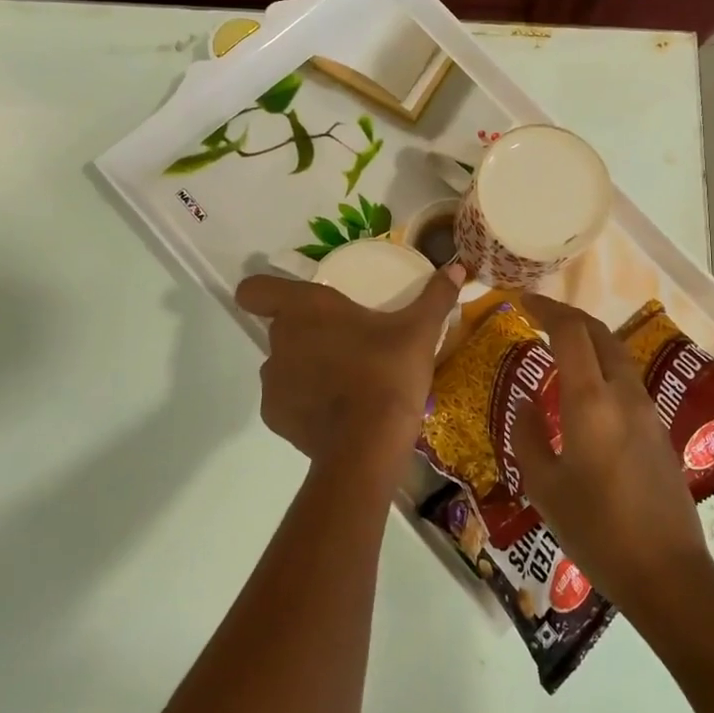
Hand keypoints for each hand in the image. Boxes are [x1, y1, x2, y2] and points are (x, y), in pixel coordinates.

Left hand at [236, 264, 465, 487]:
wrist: (369, 445)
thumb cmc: (388, 373)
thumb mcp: (420, 331)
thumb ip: (436, 296)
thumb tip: (458, 267)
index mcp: (306, 308)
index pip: (255, 289)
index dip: (265, 292)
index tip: (293, 301)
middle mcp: (279, 339)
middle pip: (280, 326)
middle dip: (308, 332)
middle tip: (347, 343)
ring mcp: (272, 379)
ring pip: (284, 363)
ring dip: (306, 367)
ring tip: (346, 381)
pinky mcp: (273, 416)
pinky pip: (286, 399)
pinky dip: (304, 402)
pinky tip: (336, 411)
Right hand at [512, 295, 713, 615]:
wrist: (667, 573)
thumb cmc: (596, 530)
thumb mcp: (544, 486)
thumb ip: (528, 435)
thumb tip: (526, 402)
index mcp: (591, 402)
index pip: (570, 332)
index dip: (545, 309)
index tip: (521, 301)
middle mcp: (623, 394)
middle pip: (599, 333)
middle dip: (567, 315)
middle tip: (537, 315)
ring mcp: (647, 410)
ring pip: (617, 353)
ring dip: (588, 337)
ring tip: (558, 344)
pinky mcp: (658, 430)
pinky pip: (626, 378)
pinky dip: (601, 363)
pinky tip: (584, 386)